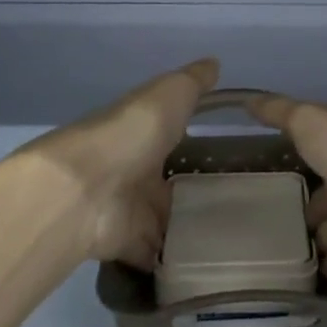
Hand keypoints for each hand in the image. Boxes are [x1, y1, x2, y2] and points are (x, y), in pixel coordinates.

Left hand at [22, 58, 218, 268]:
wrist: (87, 187)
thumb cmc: (133, 131)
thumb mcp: (171, 93)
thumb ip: (194, 82)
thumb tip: (214, 63)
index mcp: (144, 131)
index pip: (170, 133)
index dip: (191, 137)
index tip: (226, 148)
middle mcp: (135, 169)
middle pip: (168, 182)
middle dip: (194, 191)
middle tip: (239, 201)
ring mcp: (131, 209)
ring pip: (166, 220)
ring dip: (189, 227)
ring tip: (235, 236)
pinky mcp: (130, 244)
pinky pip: (158, 255)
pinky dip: (175, 262)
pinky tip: (208, 263)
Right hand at [247, 94, 326, 276]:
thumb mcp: (312, 121)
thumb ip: (280, 113)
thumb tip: (246, 99)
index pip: (306, 145)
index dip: (284, 149)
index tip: (251, 162)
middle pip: (312, 191)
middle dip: (289, 202)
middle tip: (246, 216)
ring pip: (320, 228)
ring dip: (299, 237)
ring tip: (257, 250)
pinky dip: (314, 268)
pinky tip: (282, 276)